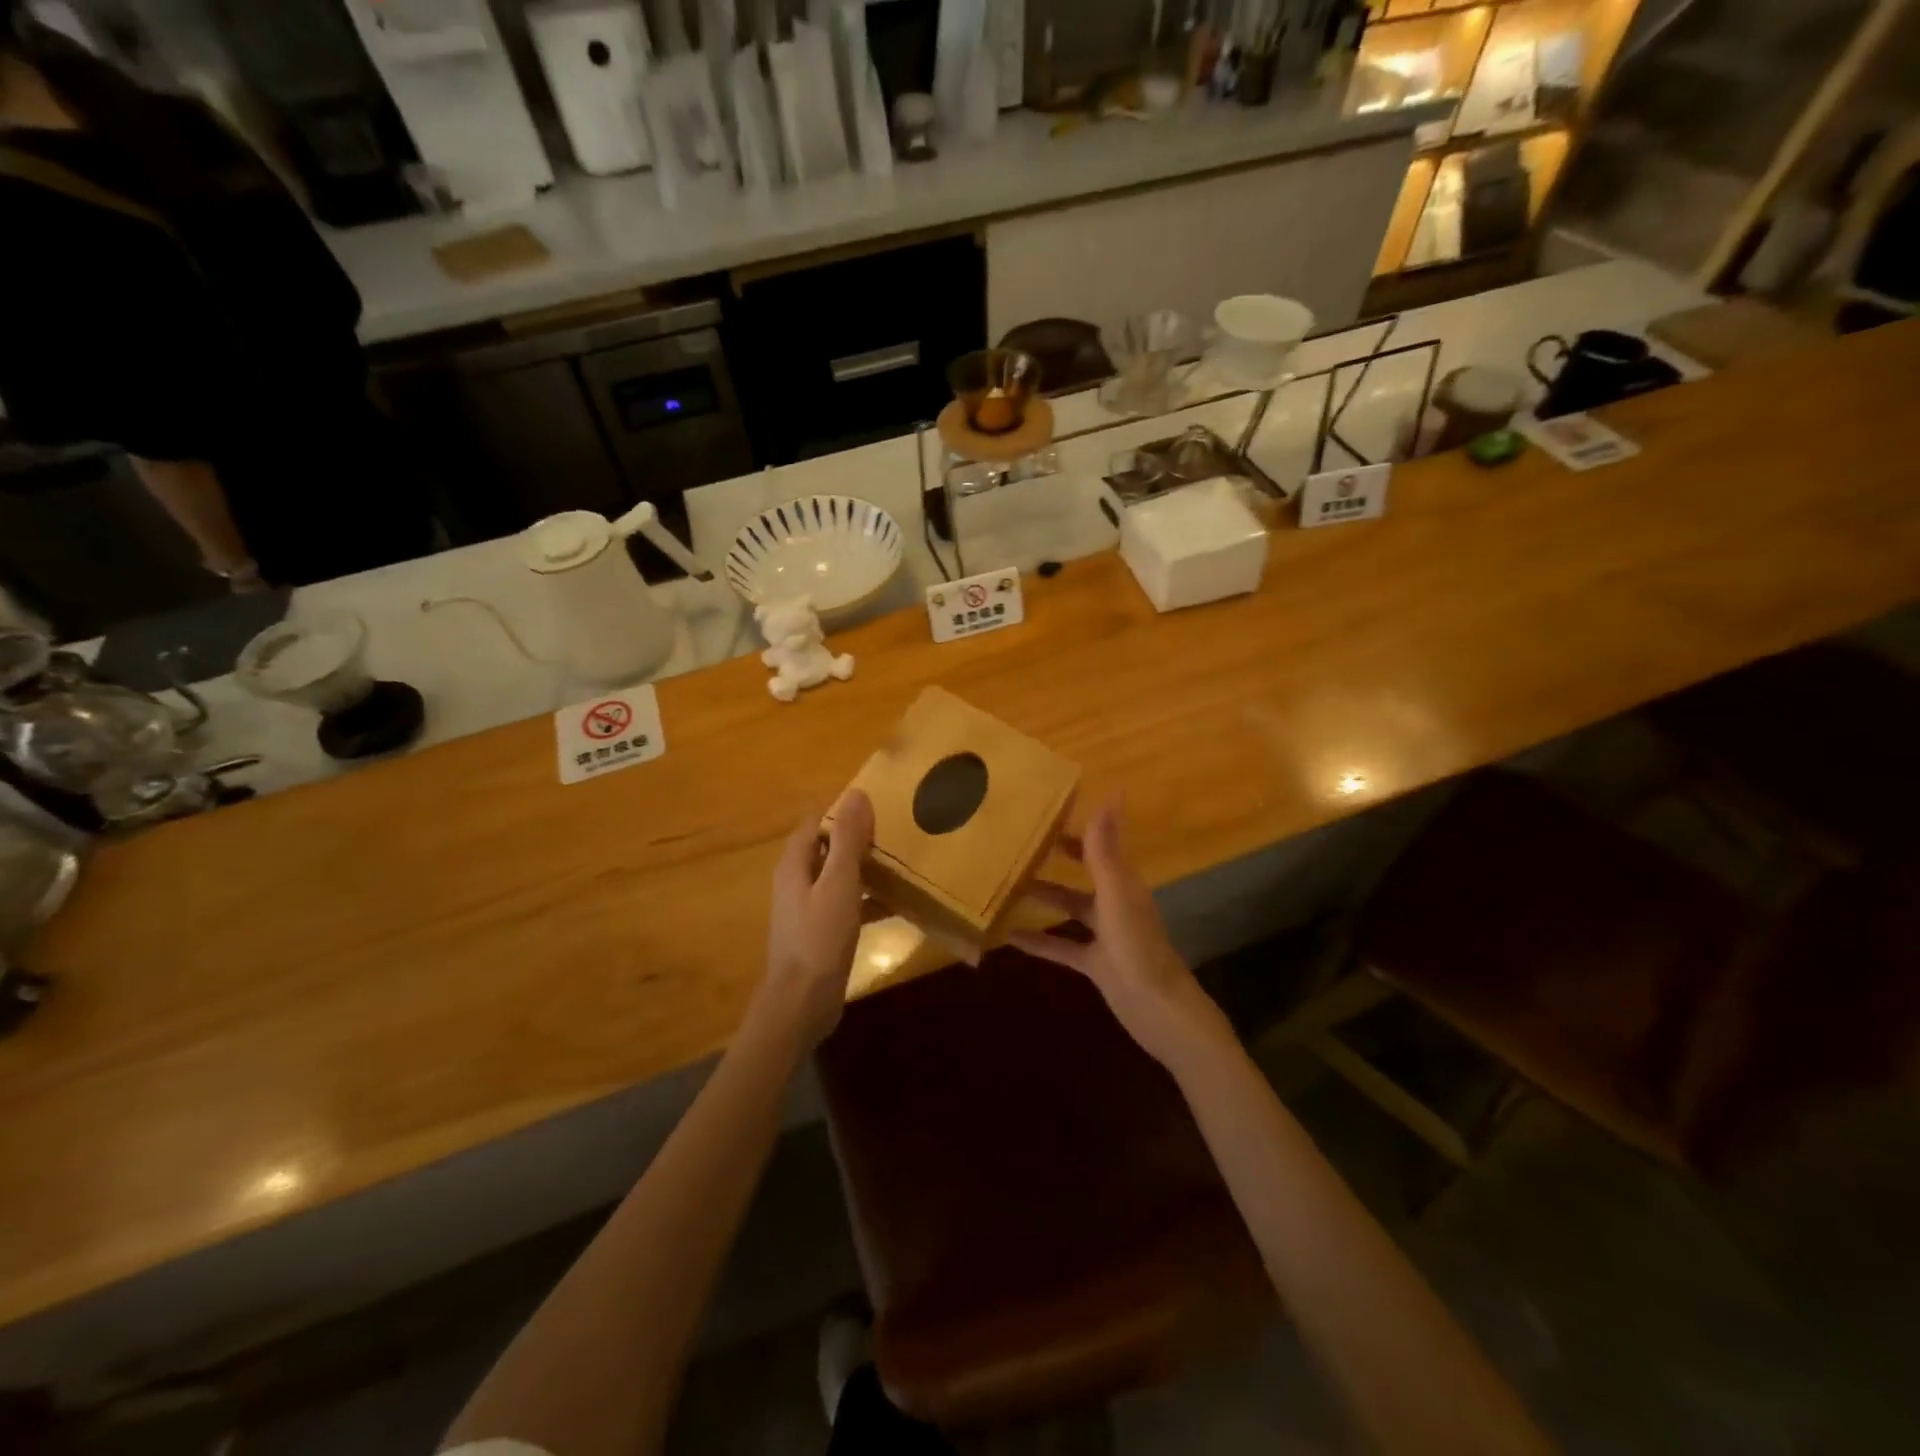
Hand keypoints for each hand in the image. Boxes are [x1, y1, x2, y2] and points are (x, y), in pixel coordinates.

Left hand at [758, 791, 874, 1046]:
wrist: (802, 1002)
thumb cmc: (820, 937)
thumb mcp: (839, 883)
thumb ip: (848, 840)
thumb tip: (857, 794)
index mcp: (795, 864)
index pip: (816, 822)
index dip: (843, 810)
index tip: (877, 805)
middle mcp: (797, 881)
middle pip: (827, 847)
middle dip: (858, 838)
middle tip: (895, 830)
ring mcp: (808, 908)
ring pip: (839, 876)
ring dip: (865, 868)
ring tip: (900, 861)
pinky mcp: (821, 931)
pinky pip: (847, 904)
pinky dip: (867, 899)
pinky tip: (896, 904)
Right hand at [1012, 800, 1230, 1070]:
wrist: (1157, 1009)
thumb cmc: (1136, 945)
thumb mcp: (1116, 893)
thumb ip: (1105, 848)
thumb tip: (1112, 794)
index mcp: (1123, 882)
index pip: (1099, 844)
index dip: (1077, 828)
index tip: (1047, 811)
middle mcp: (1114, 902)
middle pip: (1084, 872)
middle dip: (1058, 858)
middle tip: (1022, 843)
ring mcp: (1105, 934)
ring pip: (1070, 907)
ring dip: (1044, 896)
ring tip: (1009, 885)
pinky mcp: (1095, 963)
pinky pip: (1061, 946)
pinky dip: (1038, 941)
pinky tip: (1009, 936)